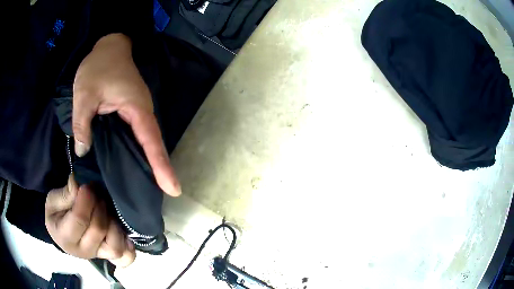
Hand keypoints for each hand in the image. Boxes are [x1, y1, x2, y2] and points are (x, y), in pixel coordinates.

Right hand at [45, 175, 135, 266]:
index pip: (80, 219)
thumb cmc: (56, 214)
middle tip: (95, 193)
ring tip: (106, 209)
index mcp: (65, 237)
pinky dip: (128, 246)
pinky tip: (123, 232)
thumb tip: (77, 183)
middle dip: (99, 206)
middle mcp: (84, 251)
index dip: (87, 200)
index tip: (87, 186)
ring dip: (113, 224)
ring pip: (115, 247)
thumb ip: (65, 194)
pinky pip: (126, 258)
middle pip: (99, 229)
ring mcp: (99, 255)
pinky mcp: (110, 256)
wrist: (61, 231)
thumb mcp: (53, 201)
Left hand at [73, 33, 180, 196]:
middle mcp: (143, 111)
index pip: (151, 141)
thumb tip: (82, 152)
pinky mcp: (133, 111)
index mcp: (136, 107)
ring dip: (153, 162)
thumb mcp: (84, 94)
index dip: (161, 166)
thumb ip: (82, 124)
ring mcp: (139, 111)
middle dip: (162, 169)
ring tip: (157, 186)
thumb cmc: (98, 66)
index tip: (173, 188)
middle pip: (154, 144)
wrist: (109, 46)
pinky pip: (139, 135)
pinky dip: (142, 151)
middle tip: (168, 193)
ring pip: (148, 140)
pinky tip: (138, 164)